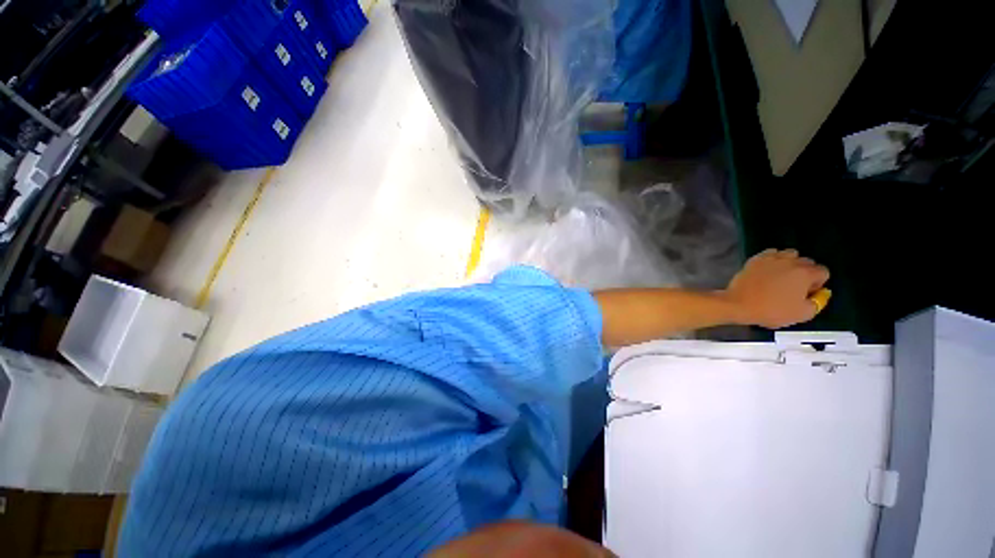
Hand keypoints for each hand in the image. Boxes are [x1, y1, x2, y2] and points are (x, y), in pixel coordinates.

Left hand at [722, 249, 829, 328]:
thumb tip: (821, 293)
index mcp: (805, 273)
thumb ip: (818, 302)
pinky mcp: (755, 259)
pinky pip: (770, 253)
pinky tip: (769, 269)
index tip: (806, 293)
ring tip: (782, 276)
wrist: (738, 304)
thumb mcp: (803, 314)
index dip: (817, 284)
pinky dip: (773, 259)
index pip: (823, 272)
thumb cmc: (772, 310)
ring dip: (791, 263)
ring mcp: (771, 258)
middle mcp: (790, 261)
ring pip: (790, 254)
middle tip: (794, 287)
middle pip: (807, 262)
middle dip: (805, 273)